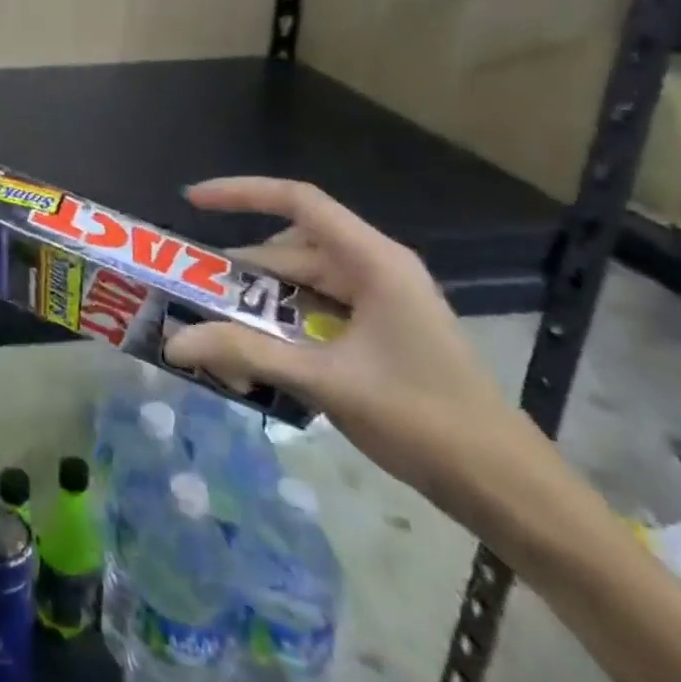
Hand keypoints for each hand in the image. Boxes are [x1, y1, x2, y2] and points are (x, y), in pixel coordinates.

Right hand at [163, 177, 530, 514]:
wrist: (506, 488)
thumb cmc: (425, 420)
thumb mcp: (327, 381)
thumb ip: (247, 354)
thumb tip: (174, 342)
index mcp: (373, 262)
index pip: (299, 202)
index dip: (242, 193)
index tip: (192, 201)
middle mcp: (373, 270)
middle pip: (289, 251)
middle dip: (239, 273)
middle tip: (188, 295)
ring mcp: (376, 303)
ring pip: (297, 286)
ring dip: (256, 308)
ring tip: (213, 334)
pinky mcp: (375, 334)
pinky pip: (312, 314)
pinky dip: (278, 330)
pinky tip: (251, 359)